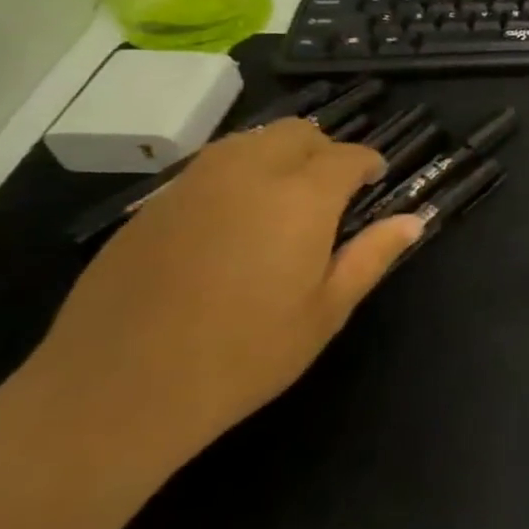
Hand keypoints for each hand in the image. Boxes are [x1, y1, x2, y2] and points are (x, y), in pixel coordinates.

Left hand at [16, 119, 423, 464]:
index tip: (376, 183)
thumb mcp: (326, 312)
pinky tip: (234, 222)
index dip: (368, 164)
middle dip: (324, 150)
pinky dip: (236, 175)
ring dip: (278, 155)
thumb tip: (414, 219)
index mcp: (300, 199)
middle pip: (296, 133)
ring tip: (286, 199)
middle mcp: (247, 176)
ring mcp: (192, 188)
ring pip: (248, 142)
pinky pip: (207, 169)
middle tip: (333, 192)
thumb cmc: (243, 356)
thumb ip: (372, 256)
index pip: (347, 155)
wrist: (114, 395)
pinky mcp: (151, 210)